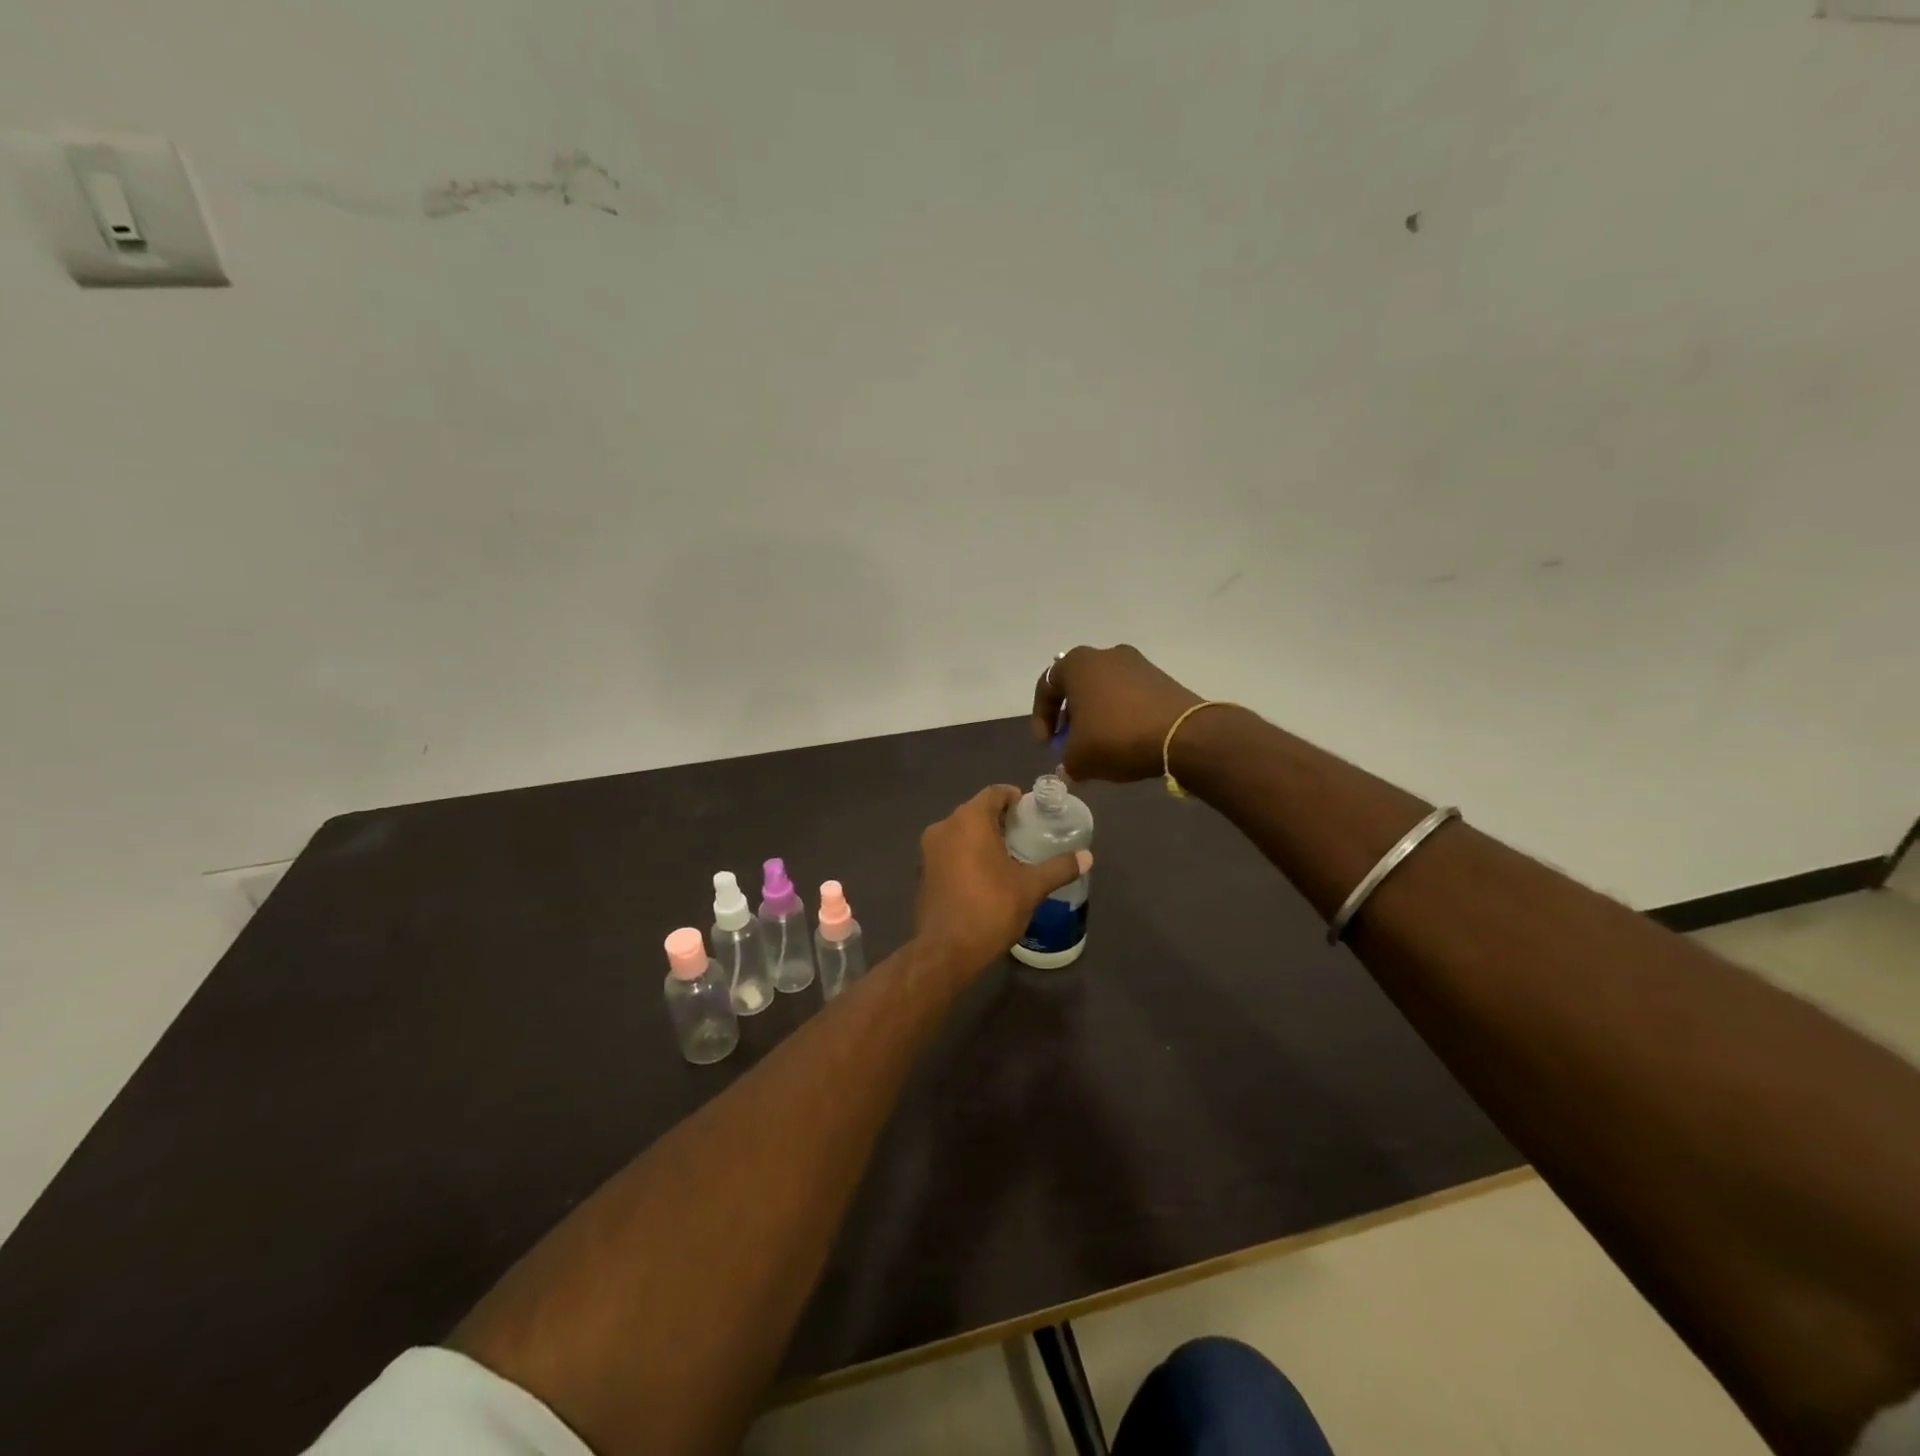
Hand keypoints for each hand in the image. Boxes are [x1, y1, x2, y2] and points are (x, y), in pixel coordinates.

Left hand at [915, 785, 1092, 968]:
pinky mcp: (922, 872)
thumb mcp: (1031, 887)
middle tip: (1025, 833)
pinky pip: (948, 851)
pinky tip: (984, 875)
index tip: (1031, 811)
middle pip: (975, 811)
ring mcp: (928, 850)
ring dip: (981, 838)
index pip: (994, 793)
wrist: (946, 951)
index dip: (1014, 797)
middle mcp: (944, 827)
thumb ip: (1059, 868)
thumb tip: (1087, 856)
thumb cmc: (990, 908)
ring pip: (960, 832)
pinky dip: (965, 854)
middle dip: (999, 819)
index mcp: (968, 820)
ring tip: (1008, 855)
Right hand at [1030, 644, 1204, 782]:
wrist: (1183, 735)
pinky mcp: (1161, 678)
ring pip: (1104, 692)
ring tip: (1099, 747)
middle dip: (1070, 718)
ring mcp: (1137, 663)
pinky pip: (1129, 697)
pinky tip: (1125, 742)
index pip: (1046, 688)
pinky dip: (1121, 716)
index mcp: (1078, 664)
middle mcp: (1105, 654)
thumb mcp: (1079, 758)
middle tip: (1071, 744)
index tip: (1047, 746)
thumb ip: (1065, 761)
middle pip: (1077, 687)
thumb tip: (1070, 766)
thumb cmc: (1117, 737)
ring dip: (1096, 717)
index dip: (1041, 719)